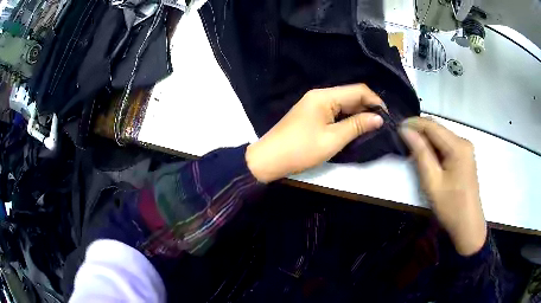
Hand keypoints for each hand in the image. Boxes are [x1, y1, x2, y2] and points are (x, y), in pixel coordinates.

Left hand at [246, 84, 384, 182]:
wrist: (269, 159)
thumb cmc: (301, 150)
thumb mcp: (333, 139)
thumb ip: (357, 125)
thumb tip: (379, 118)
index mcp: (325, 96)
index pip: (358, 90)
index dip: (375, 101)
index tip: (386, 117)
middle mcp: (320, 95)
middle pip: (351, 95)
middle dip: (368, 108)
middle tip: (381, 125)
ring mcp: (314, 104)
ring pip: (343, 104)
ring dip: (358, 114)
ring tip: (372, 128)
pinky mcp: (311, 114)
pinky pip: (334, 111)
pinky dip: (346, 118)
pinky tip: (355, 128)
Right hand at [400, 118, 486, 255]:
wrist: (468, 225)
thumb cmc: (450, 206)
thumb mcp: (432, 181)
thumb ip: (420, 153)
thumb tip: (406, 130)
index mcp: (458, 146)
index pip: (432, 125)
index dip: (413, 123)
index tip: (396, 128)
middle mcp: (463, 142)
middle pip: (438, 129)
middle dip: (419, 132)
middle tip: (402, 142)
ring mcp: (466, 149)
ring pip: (441, 137)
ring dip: (426, 141)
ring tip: (411, 151)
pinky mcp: (465, 157)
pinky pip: (446, 146)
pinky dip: (434, 149)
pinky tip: (426, 158)